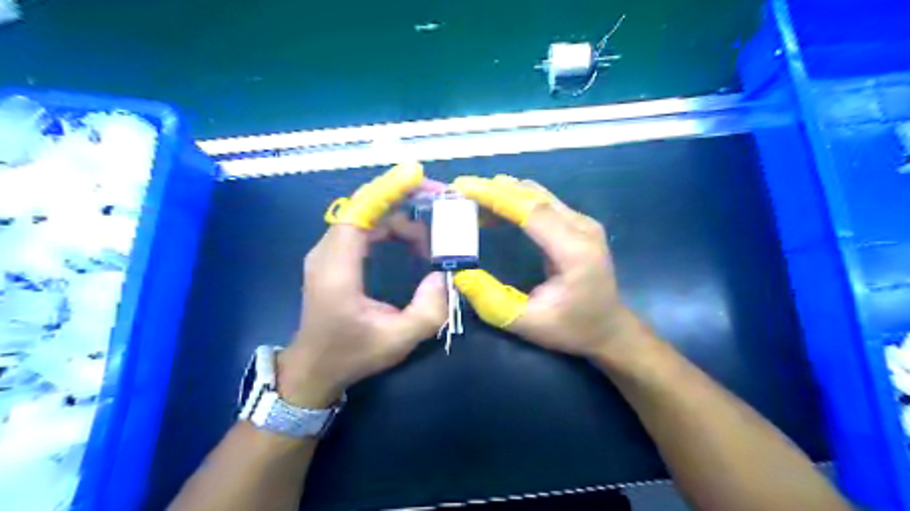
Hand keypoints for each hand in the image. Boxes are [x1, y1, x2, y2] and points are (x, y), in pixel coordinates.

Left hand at [279, 166, 446, 409]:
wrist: (314, 369)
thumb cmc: (351, 355)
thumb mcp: (397, 341)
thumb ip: (428, 311)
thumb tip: (444, 275)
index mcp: (337, 268)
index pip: (360, 212)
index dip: (388, 190)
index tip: (417, 175)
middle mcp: (328, 251)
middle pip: (365, 207)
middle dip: (403, 198)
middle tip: (441, 203)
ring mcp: (329, 252)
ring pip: (367, 216)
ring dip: (402, 217)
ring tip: (433, 235)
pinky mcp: (335, 257)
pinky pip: (365, 228)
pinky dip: (392, 228)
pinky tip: (413, 243)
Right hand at [450, 175, 638, 358]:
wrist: (609, 328)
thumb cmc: (572, 329)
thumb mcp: (528, 325)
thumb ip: (493, 302)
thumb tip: (460, 274)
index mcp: (575, 252)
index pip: (532, 211)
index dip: (496, 196)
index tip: (464, 187)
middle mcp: (583, 228)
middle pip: (534, 196)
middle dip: (494, 189)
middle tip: (459, 189)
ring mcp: (583, 223)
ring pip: (538, 194)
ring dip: (503, 192)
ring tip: (470, 198)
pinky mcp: (577, 223)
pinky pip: (542, 203)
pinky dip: (515, 201)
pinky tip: (493, 210)